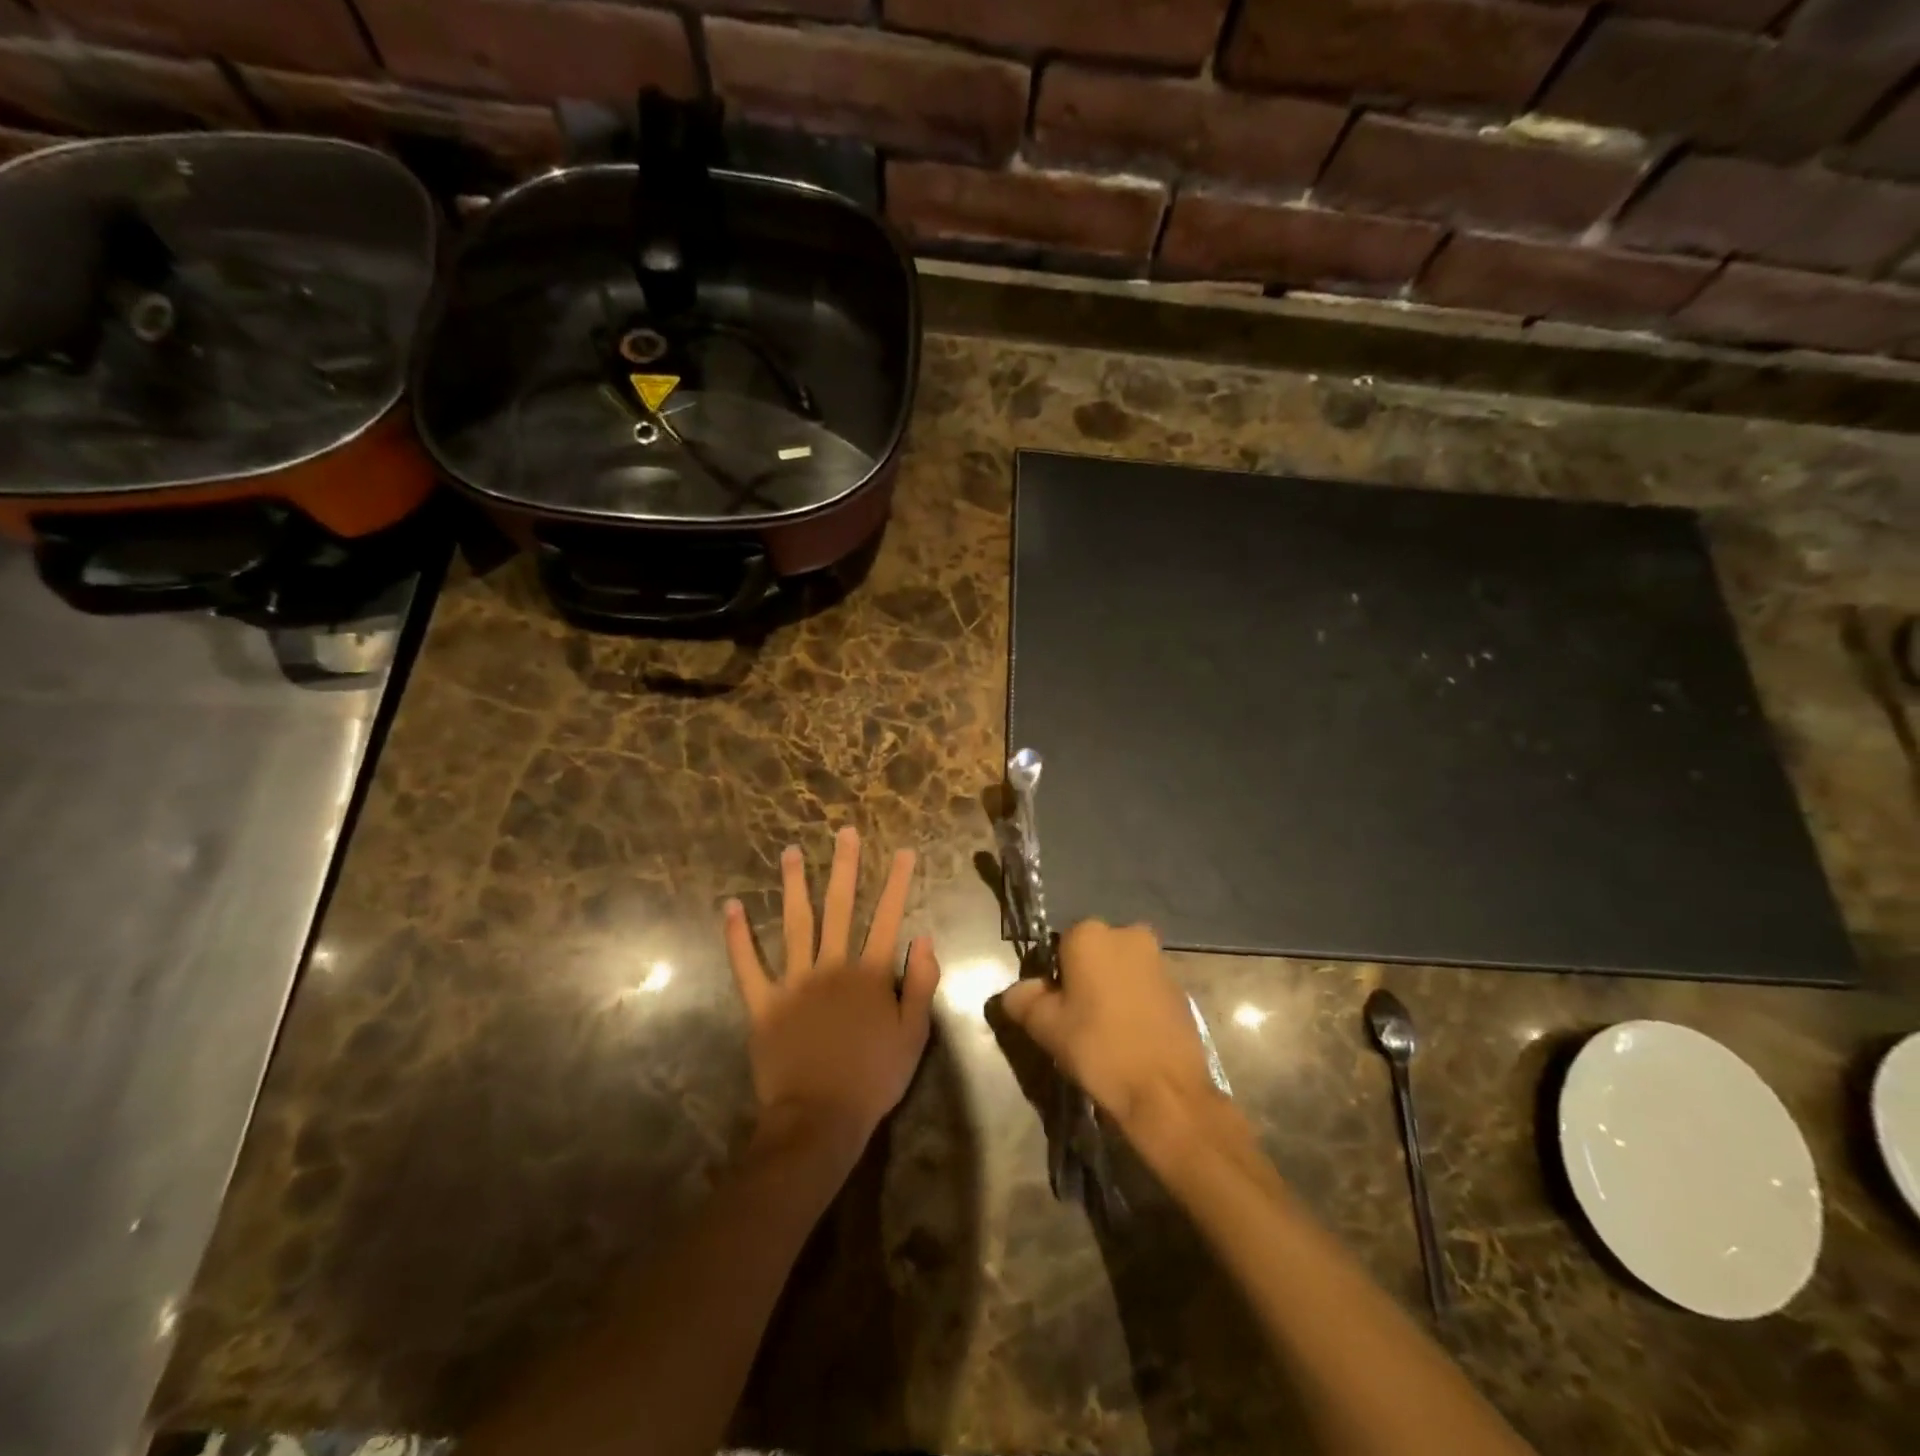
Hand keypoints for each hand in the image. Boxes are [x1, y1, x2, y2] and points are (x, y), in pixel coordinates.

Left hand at [724, 827, 940, 1167]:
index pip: (888, 918)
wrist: (820, 1118)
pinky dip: (737, 936)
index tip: (904, 851)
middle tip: (844, 833)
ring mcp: (794, 982)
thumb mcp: (913, 1034)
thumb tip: (923, 938)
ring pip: (795, 924)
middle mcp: (832, 966)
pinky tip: (731, 907)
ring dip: (794, 886)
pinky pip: (747, 965)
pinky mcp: (763, 1003)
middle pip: (840, 907)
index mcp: (869, 974)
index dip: (898, 883)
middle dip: (845, 867)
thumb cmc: (873, 1078)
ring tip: (791, 852)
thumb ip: (920, 983)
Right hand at [996, 920, 1223, 1141]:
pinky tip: (1132, 1037)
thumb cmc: (1099, 1048)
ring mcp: (1159, 959)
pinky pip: (1145, 988)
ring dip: (1112, 990)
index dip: (1053, 978)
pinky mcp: (1181, 987)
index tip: (1054, 1009)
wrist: (1166, 1091)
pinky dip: (1136, 1003)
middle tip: (1078, 1020)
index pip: (1059, 947)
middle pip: (1094, 954)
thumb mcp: (1045, 1027)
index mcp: (1090, 934)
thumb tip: (1018, 991)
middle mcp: (1127, 934)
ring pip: (1122, 969)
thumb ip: (1023, 999)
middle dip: (1085, 979)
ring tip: (1106, 1032)